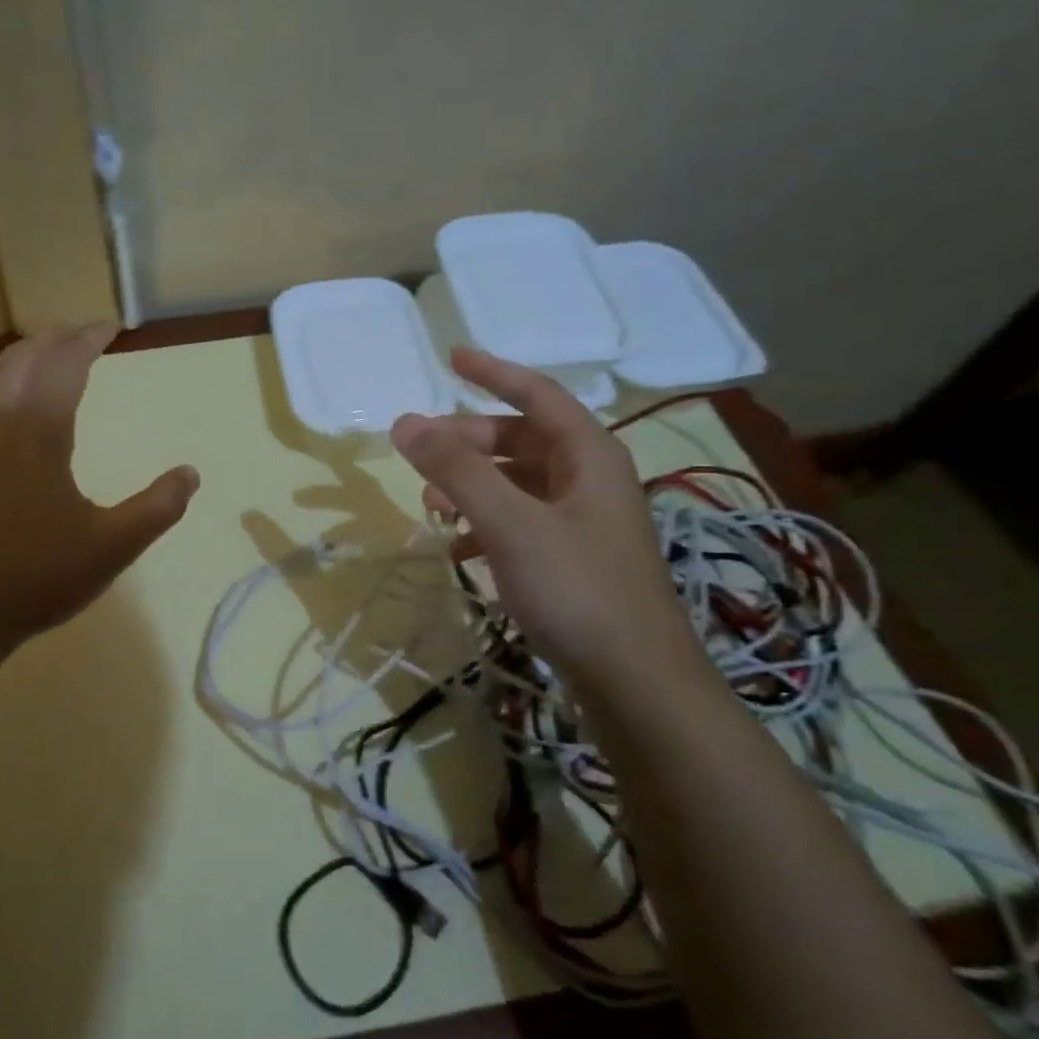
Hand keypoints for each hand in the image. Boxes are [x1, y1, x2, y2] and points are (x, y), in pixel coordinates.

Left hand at [0, 324, 198, 658]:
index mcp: (37, 431)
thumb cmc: (33, 577)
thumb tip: (190, 473)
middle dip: (56, 338)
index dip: (90, 338)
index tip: (113, 326)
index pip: (66, 364)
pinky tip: (5, 420)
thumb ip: (157, 508)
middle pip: (23, 358)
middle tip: (83, 333)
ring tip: (46, 363)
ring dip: (23, 360)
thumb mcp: (111, 547)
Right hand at [391, 347, 694, 683]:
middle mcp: (589, 480)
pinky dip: (485, 527)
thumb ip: (456, 470)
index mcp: (589, 455)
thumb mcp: (509, 522)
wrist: (634, 680)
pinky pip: (519, 523)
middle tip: (419, 454)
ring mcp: (582, 522)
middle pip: (520, 441)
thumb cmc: (576, 588)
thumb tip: (404, 422)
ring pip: (516, 484)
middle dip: (467, 443)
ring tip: (432, 508)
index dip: (493, 373)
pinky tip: (460, 551)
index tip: (451, 358)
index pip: (537, 395)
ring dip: (471, 487)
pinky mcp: (571, 560)